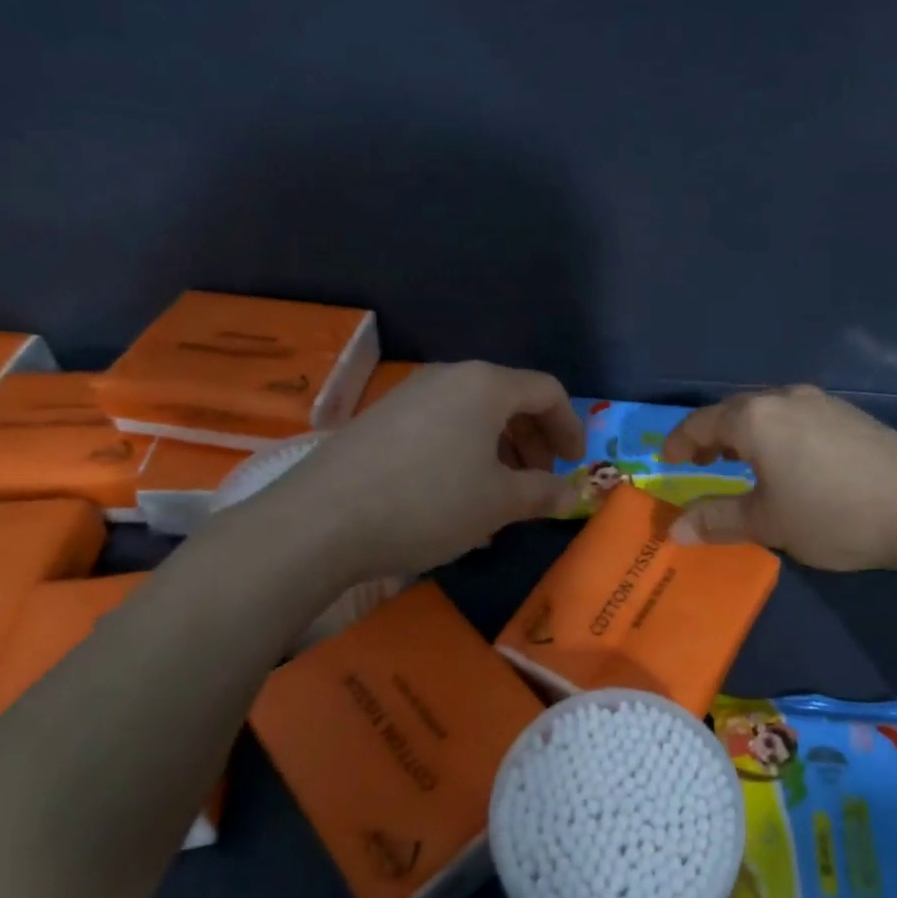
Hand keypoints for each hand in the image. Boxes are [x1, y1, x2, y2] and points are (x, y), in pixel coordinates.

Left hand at [245, 361, 584, 580]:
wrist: (321, 520)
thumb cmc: (429, 502)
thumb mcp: (498, 503)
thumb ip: (542, 493)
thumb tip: (572, 495)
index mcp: (485, 384)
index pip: (546, 390)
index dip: (570, 426)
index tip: (575, 464)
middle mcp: (449, 377)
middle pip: (509, 398)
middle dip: (534, 440)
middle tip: (540, 480)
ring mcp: (410, 394)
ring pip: (473, 414)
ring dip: (499, 449)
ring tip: (500, 493)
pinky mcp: (381, 418)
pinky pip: (441, 426)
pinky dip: (464, 452)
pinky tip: (455, 494)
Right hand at [661, 385, 896, 571]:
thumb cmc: (833, 513)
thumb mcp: (768, 523)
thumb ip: (717, 520)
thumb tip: (674, 530)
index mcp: (755, 418)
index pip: (701, 422)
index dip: (679, 442)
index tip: (666, 461)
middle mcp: (785, 398)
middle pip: (734, 411)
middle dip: (711, 436)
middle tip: (700, 462)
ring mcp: (822, 402)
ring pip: (767, 412)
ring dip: (745, 435)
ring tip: (741, 462)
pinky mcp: (850, 415)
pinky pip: (796, 417)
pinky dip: (776, 435)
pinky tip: (790, 462)